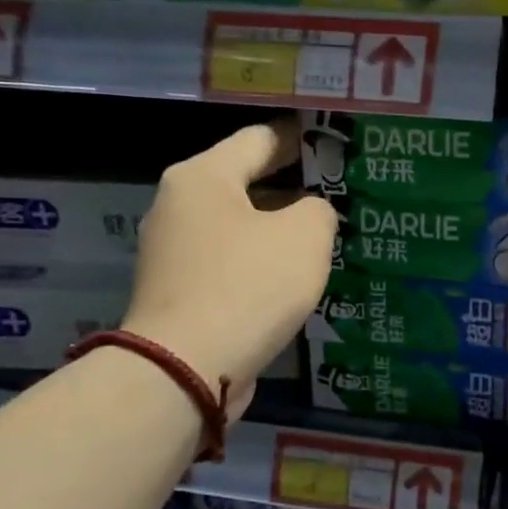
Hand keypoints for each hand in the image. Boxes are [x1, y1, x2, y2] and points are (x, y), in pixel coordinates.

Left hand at [122, 119, 337, 411]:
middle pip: (244, 183)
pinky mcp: (177, 293)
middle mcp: (178, 206)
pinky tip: (290, 280)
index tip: (331, 144)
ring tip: (320, 240)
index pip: (259, 139)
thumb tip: (308, 214)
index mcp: (203, 177)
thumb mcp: (305, 236)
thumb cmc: (248, 286)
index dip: (300, 139)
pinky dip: (258, 265)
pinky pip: (228, 264)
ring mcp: (172, 253)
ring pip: (237, 227)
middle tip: (335, 195)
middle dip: (290, 188)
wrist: (185, 369)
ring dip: (275, 231)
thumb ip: (318, 210)